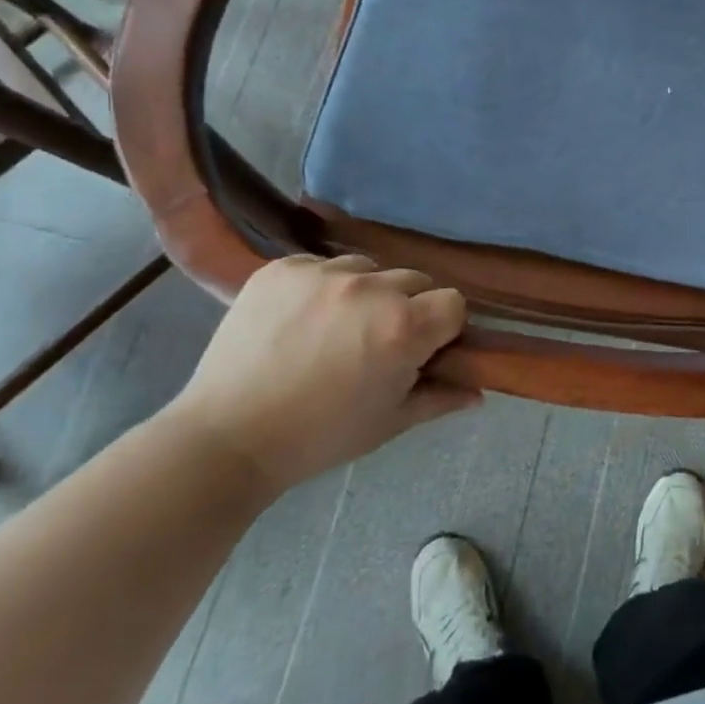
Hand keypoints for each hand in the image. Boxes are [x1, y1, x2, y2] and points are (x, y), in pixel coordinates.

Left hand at [165, 255, 477, 496]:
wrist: (226, 438)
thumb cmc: (319, 437)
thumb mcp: (389, 423)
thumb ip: (440, 398)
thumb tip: (478, 393)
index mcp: (403, 326)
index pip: (453, 303)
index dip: (443, 328)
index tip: (423, 351)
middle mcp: (370, 287)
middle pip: (414, 281)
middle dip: (407, 308)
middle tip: (376, 344)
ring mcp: (322, 272)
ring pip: (368, 269)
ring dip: (365, 293)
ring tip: (335, 329)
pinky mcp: (282, 267)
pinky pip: (321, 265)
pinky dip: (320, 287)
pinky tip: (300, 319)